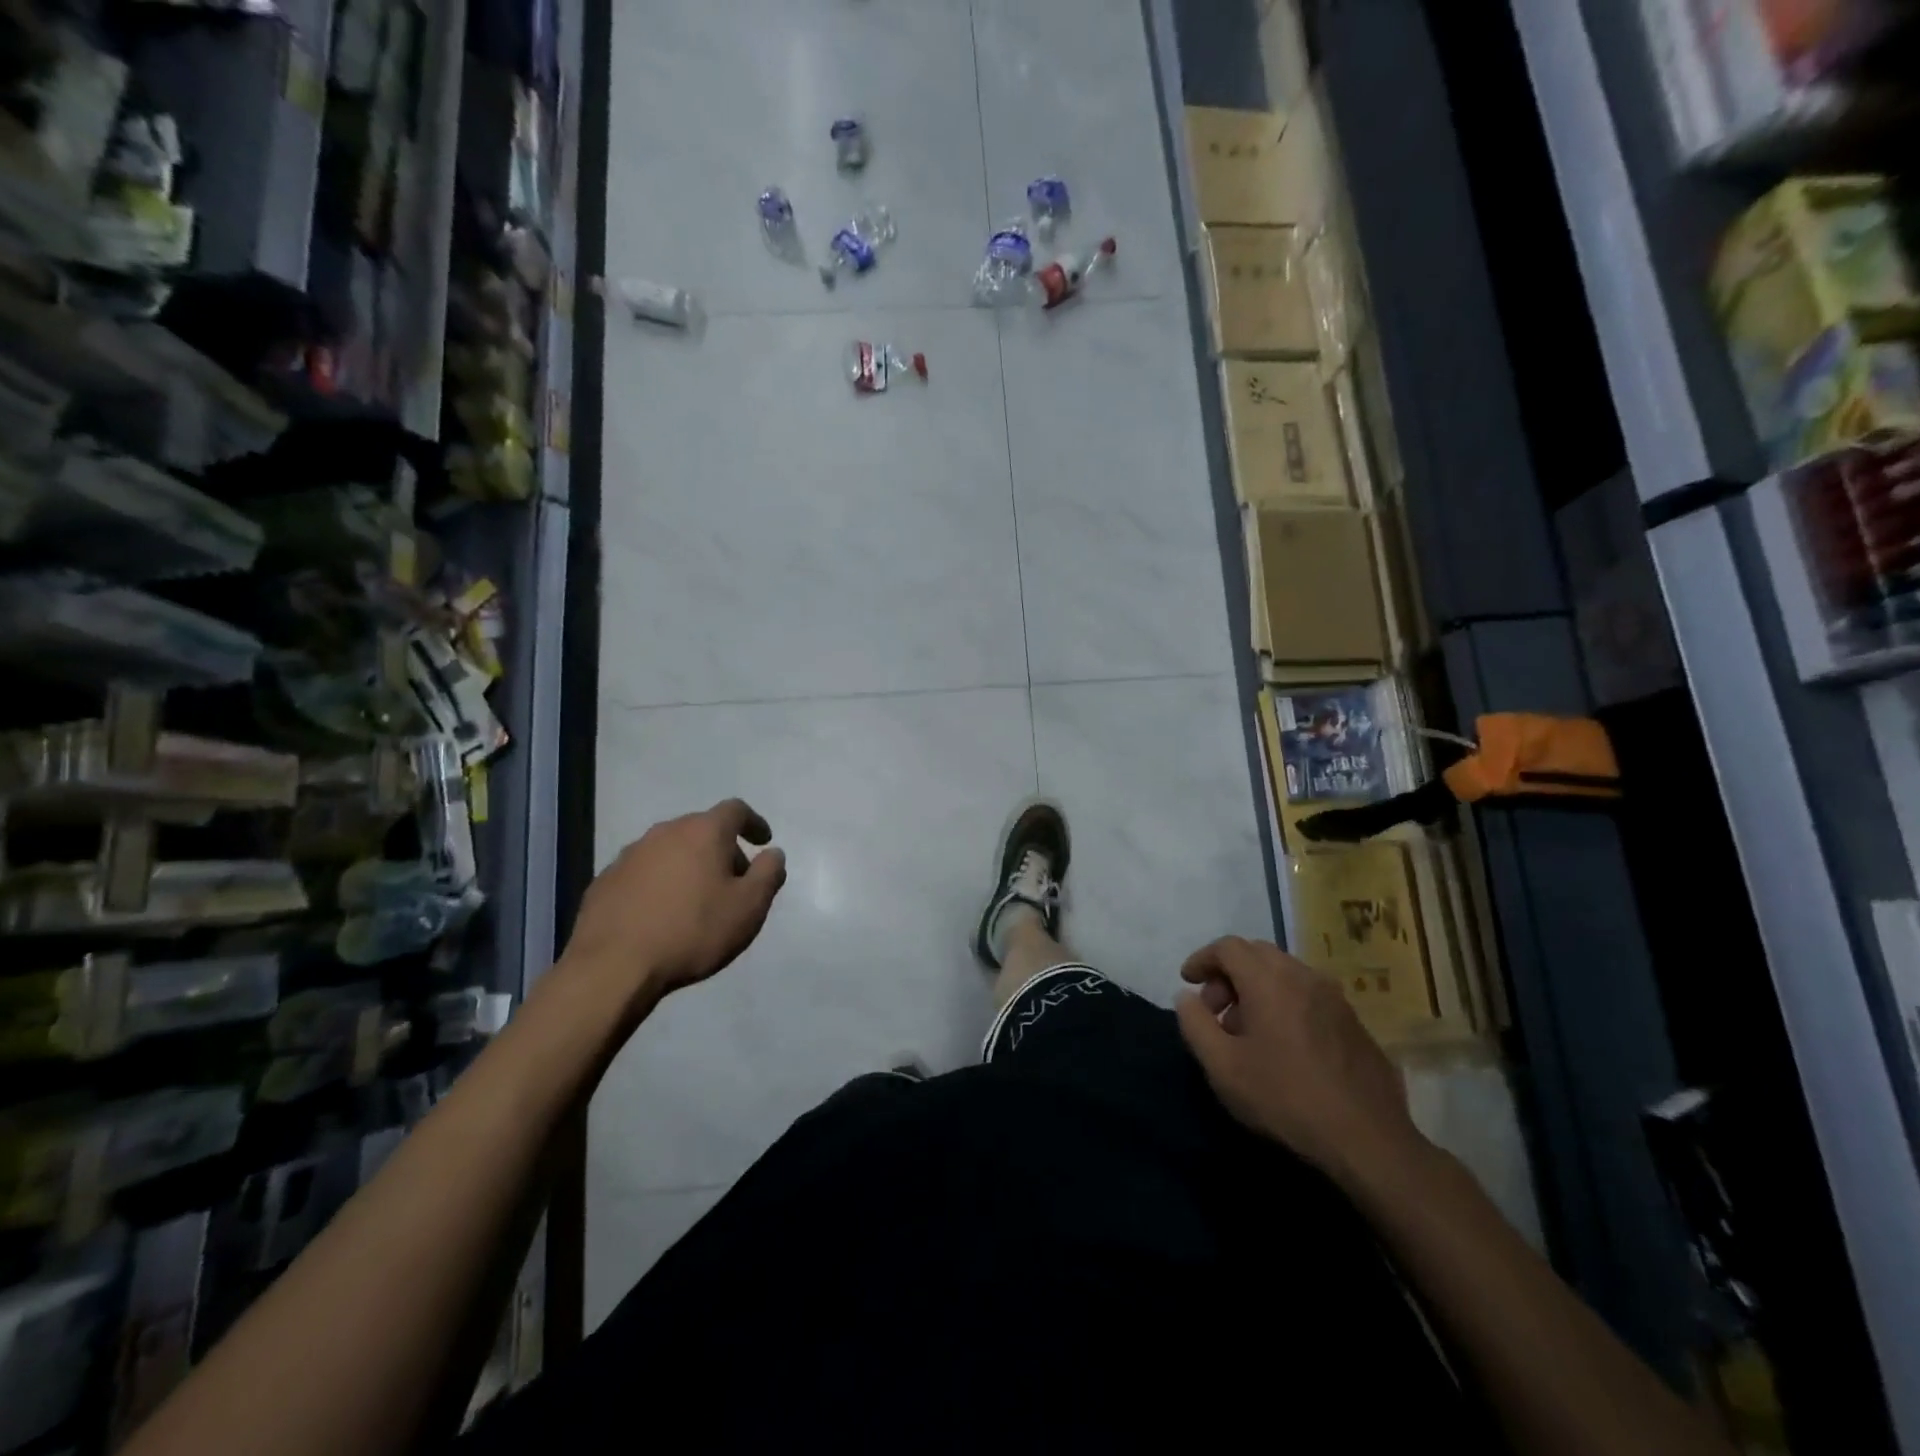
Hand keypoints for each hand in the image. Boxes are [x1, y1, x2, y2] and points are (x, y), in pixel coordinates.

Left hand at [563, 799, 787, 1007]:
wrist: (613, 966)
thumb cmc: (693, 931)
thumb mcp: (749, 907)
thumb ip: (768, 874)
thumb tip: (773, 853)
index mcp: (703, 832)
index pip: (736, 810)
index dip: (754, 823)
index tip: (763, 841)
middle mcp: (665, 832)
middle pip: (702, 829)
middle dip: (722, 849)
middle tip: (734, 881)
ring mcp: (630, 855)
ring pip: (671, 850)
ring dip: (689, 865)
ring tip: (697, 900)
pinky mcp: (605, 880)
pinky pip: (644, 872)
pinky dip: (660, 883)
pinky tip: (661, 913)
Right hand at [1175, 936, 1426, 1189]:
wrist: (1368, 1140)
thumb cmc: (1285, 1098)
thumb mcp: (1222, 1067)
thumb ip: (1195, 1024)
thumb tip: (1187, 997)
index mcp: (1269, 980)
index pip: (1228, 947)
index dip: (1202, 959)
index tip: (1188, 982)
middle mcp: (1303, 976)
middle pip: (1257, 953)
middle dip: (1228, 973)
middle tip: (1216, 1010)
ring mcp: (1334, 997)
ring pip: (1284, 973)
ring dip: (1257, 988)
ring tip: (1247, 1031)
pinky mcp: (1354, 1021)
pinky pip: (1308, 994)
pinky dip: (1285, 1002)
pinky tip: (1283, 1044)